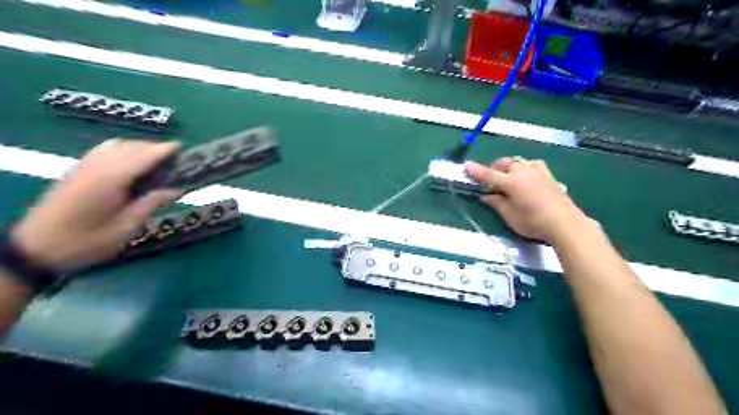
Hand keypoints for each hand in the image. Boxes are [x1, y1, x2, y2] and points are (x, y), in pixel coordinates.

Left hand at [9, 137, 179, 267]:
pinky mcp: (76, 171)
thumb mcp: (125, 228)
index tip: (181, 147)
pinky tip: (131, 161)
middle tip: (175, 158)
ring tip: (157, 159)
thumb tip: (176, 189)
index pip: (141, 157)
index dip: (162, 150)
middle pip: (130, 147)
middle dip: (153, 148)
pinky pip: (103, 151)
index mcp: (110, 181)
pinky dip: (123, 149)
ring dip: (138, 147)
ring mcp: (84, 167)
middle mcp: (96, 167)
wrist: (38, 247)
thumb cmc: (86, 242)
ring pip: (116, 146)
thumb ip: (150, 204)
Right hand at [467, 158, 589, 243]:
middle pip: (505, 163)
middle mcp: (524, 172)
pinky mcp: (550, 177)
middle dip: (495, 168)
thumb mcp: (510, 216)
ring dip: (511, 166)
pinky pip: (535, 166)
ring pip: (520, 161)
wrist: (565, 224)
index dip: (476, 171)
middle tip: (490, 180)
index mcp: (511, 182)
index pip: (489, 174)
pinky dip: (527, 168)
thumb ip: (497, 203)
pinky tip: (529, 177)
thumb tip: (486, 196)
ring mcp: (539, 172)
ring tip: (508, 176)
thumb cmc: (533, 222)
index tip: (466, 166)